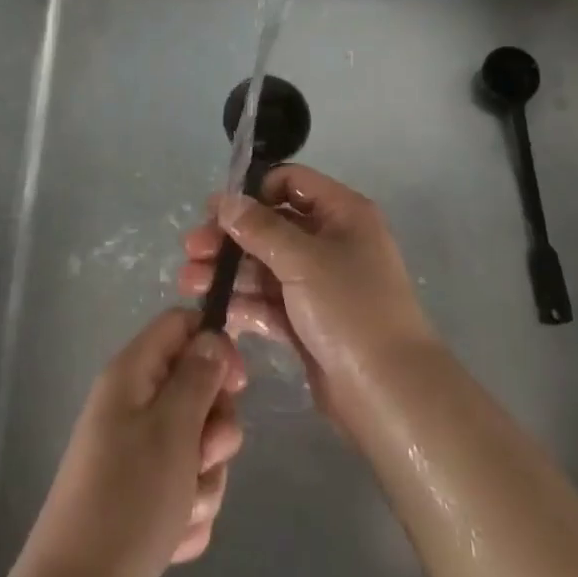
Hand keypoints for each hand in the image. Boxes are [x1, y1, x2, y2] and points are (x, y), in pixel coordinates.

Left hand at [12, 309, 245, 576]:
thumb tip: (212, 337)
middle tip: (206, 453)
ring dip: (204, 478)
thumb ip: (198, 376)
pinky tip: (174, 535)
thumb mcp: (173, 427)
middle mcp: (132, 406)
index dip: (214, 344)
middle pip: (195, 388)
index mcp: (132, 374)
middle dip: (215, 427)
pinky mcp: (142, 498)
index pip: (180, 325)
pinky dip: (188, 510)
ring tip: (184, 506)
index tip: (237, 384)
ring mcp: (136, 454)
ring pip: (196, 444)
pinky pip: (184, 487)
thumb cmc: (129, 498)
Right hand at [177, 165, 437, 423]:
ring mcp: (318, 284)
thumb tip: (226, 201)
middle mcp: (331, 241)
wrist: (390, 394)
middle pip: (272, 226)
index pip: (292, 183)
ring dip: (228, 271)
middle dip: (230, 237)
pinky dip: (242, 303)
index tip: (216, 210)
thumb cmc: (351, 309)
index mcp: (342, 214)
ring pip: (265, 266)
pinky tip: (211, 309)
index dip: (254, 192)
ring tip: (187, 282)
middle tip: (190, 249)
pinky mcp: (307, 322)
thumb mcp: (304, 260)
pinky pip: (268, 302)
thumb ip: (260, 229)